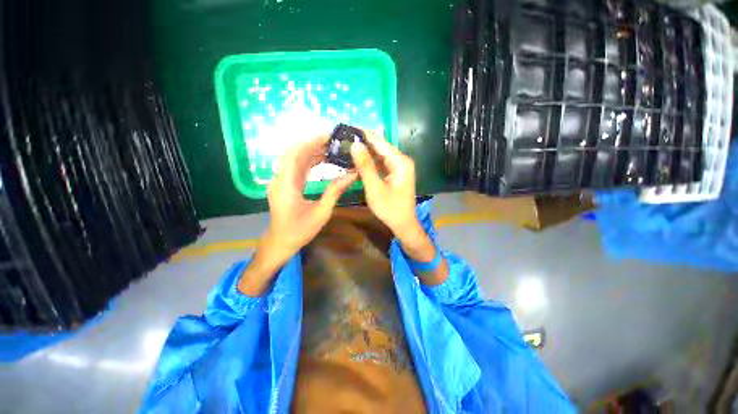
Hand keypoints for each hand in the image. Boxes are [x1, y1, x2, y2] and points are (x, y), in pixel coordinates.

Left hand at [238, 135, 356, 295]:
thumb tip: (352, 175)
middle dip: (315, 143)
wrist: (281, 242)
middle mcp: (280, 178)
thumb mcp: (322, 212)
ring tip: (333, 148)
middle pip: (295, 152)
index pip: (295, 153)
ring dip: (313, 150)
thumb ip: (335, 191)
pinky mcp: (285, 183)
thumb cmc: (300, 231)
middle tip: (335, 140)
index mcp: (286, 184)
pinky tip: (324, 159)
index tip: (330, 136)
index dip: (312, 141)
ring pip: (296, 158)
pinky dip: (310, 160)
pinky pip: (297, 166)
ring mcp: (281, 180)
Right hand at [350, 130, 447, 284]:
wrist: (403, 224)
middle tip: (343, 140)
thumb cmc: (390, 208)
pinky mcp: (395, 173)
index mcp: (400, 161)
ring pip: (379, 155)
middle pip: (380, 147)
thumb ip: (365, 166)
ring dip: (364, 153)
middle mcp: (401, 160)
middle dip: (362, 144)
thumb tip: (355, 144)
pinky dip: (369, 163)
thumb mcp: (375, 187)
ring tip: (346, 148)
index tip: (347, 128)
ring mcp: (399, 167)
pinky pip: (380, 164)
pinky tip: (357, 161)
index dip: (363, 134)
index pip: (379, 142)